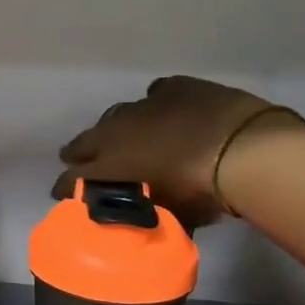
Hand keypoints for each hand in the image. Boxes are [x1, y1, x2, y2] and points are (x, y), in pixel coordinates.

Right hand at [52, 76, 303, 225]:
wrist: (243, 150)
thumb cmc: (201, 192)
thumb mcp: (171, 214)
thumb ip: (150, 212)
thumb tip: (144, 215)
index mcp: (110, 164)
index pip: (73, 178)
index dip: (65, 187)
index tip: (61, 194)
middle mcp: (117, 132)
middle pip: (85, 141)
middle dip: (78, 152)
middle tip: (76, 161)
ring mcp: (144, 106)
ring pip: (116, 115)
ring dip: (113, 128)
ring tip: (117, 137)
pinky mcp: (174, 88)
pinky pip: (155, 94)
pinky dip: (155, 105)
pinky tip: (161, 111)